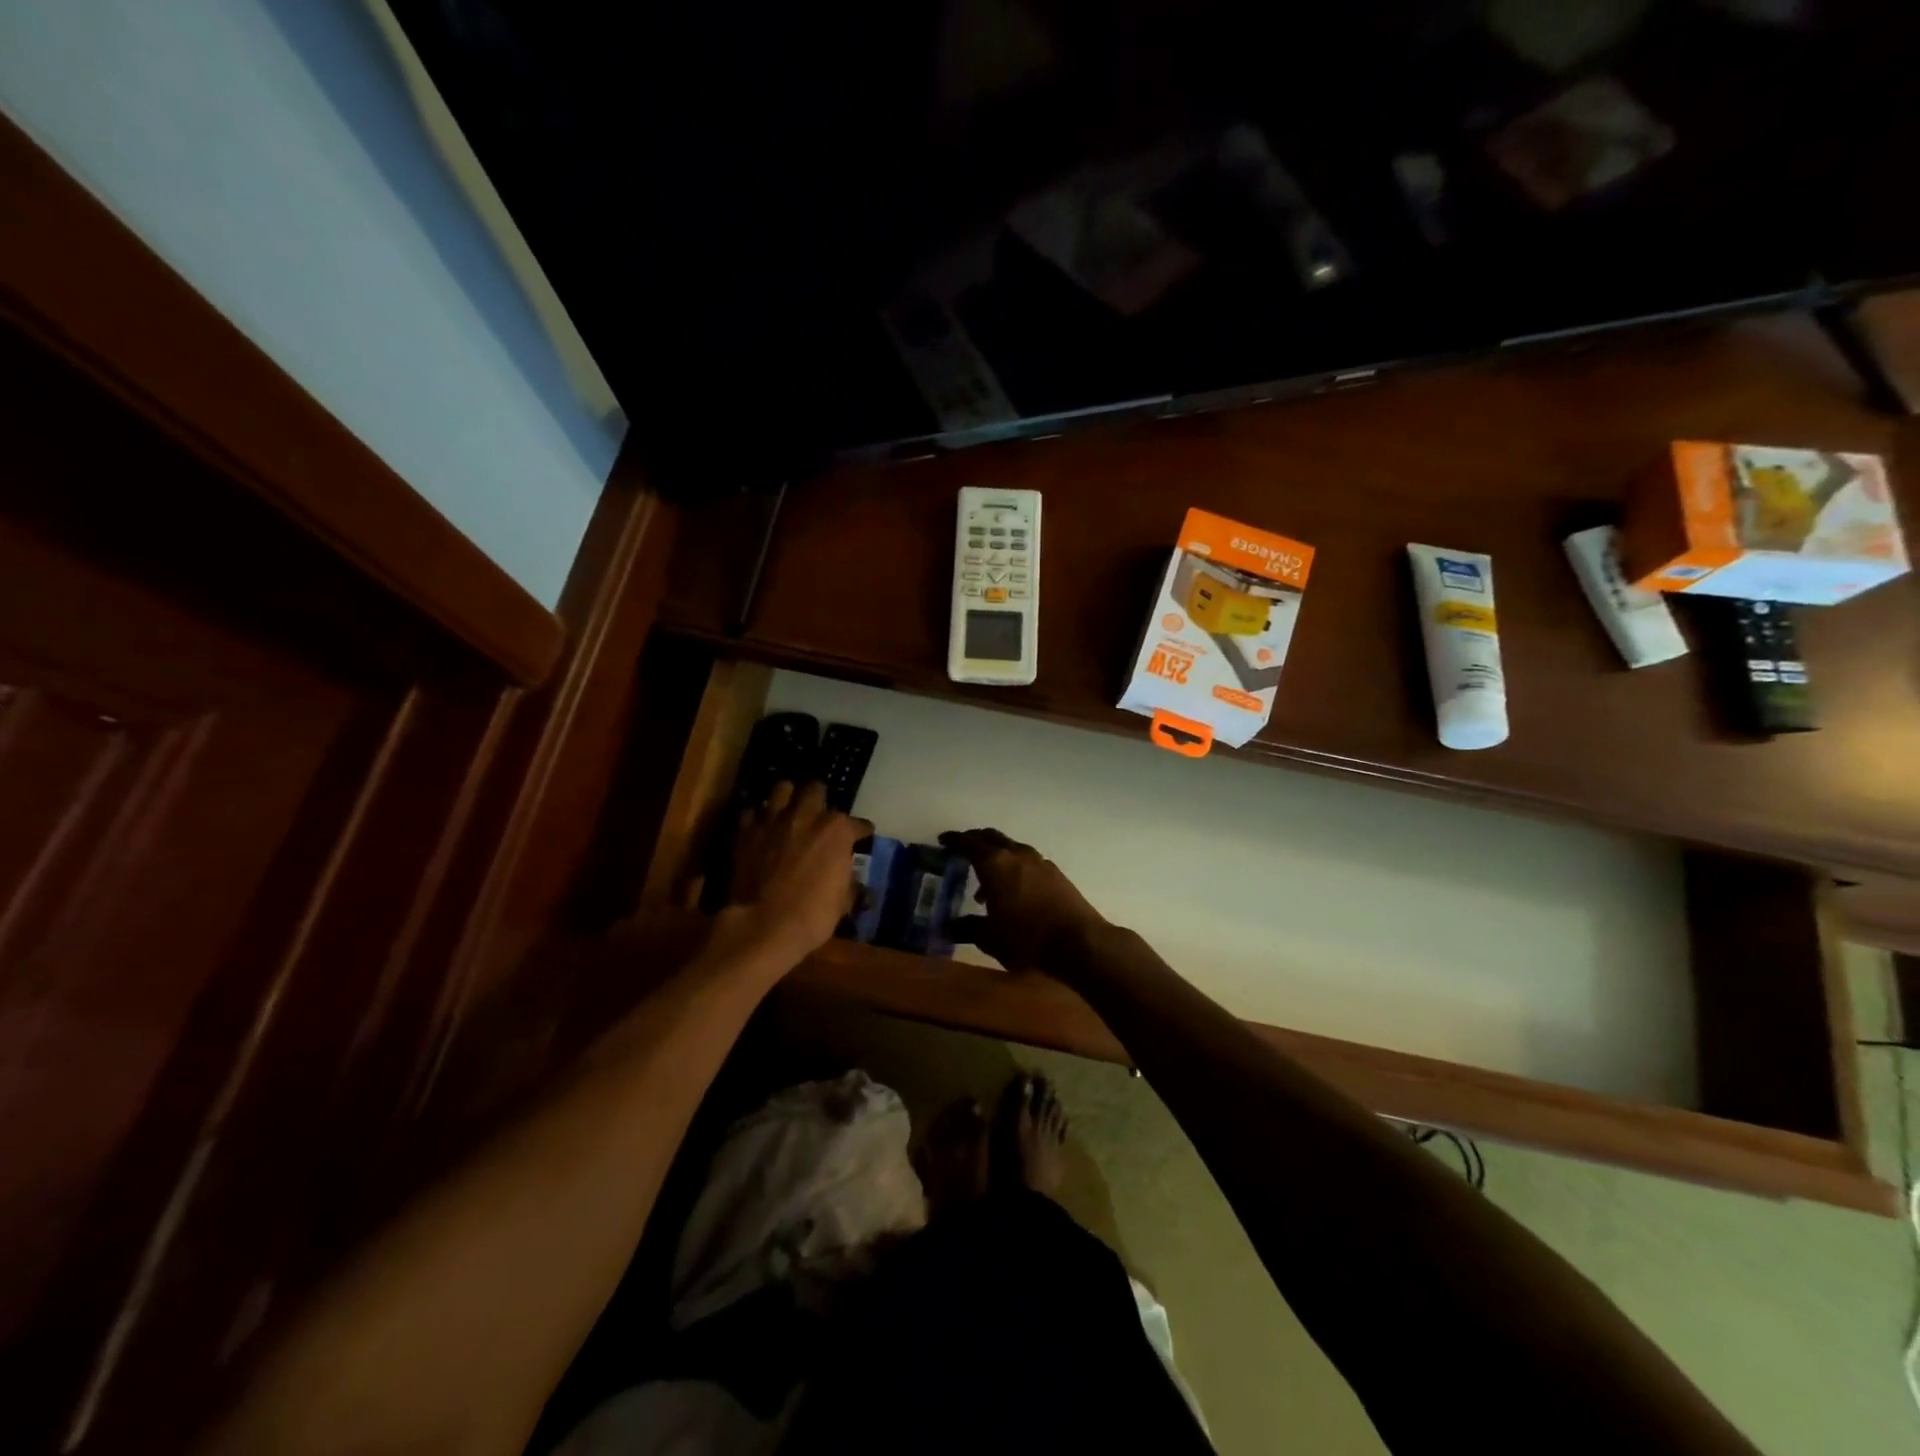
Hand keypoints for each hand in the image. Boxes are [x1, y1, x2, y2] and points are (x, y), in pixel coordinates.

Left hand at [729, 781, 869, 961]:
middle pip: (815, 790)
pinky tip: (762, 828)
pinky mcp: (746, 832)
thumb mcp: (843, 902)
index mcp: (837, 831)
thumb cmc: (813, 915)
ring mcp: (774, 821)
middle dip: (819, 799)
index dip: (861, 830)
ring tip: (789, 810)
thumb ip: (848, 882)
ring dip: (787, 797)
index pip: (858, 824)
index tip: (863, 835)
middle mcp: (807, 816)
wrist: (764, 925)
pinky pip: (752, 812)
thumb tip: (852, 883)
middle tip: (819, 814)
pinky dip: (758, 818)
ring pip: (782, 789)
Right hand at [938, 828, 1107, 976]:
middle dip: (975, 840)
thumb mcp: (990, 938)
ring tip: (986, 882)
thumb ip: (968, 928)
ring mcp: (1039, 862)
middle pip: (992, 837)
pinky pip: (1028, 861)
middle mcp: (1016, 854)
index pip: (968, 843)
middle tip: (963, 850)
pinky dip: (1015, 868)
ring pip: (1012, 848)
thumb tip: (950, 926)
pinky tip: (1014, 890)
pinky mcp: (1056, 873)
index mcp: (994, 864)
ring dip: (997, 857)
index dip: (954, 840)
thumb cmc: (1026, 938)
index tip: (943, 840)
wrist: (1078, 942)